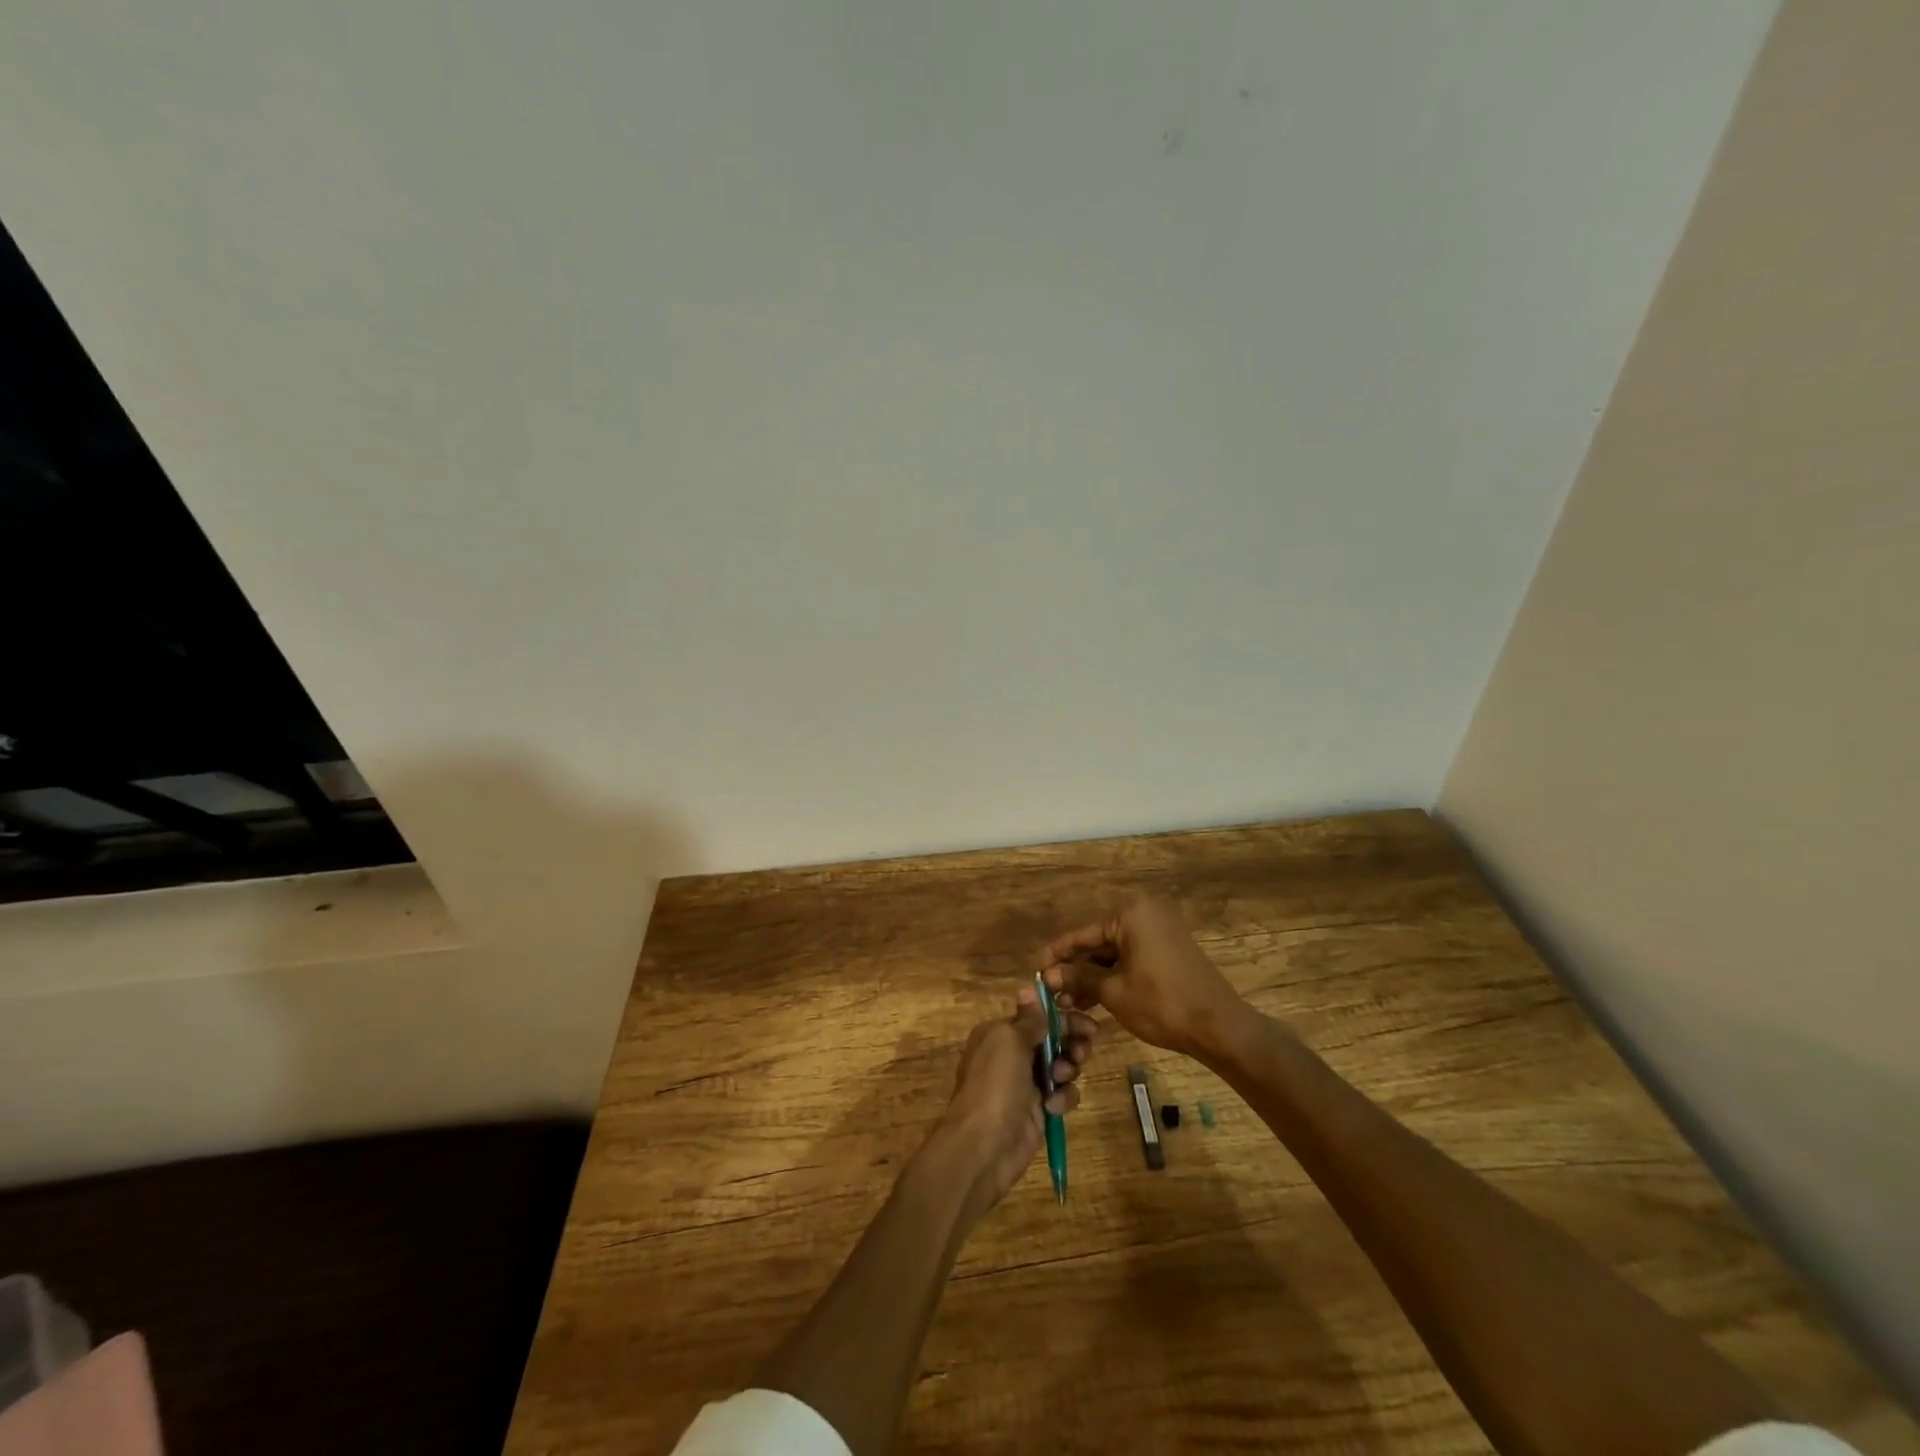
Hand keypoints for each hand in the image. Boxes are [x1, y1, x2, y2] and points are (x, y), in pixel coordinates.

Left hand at [933, 986, 1096, 1221]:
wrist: (984, 1145)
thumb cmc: (995, 1083)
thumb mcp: (1009, 1040)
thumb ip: (1028, 1018)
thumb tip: (1030, 986)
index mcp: (1000, 1033)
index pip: (1037, 1016)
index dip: (1061, 1015)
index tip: (1085, 1019)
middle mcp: (1012, 1055)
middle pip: (1053, 1039)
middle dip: (1071, 1040)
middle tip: (1084, 1046)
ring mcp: (1026, 1084)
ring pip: (1062, 1065)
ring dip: (1068, 1066)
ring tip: (1063, 1074)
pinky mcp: (1040, 1110)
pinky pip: (1062, 1094)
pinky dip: (1063, 1097)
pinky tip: (1054, 1105)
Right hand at [1039, 896, 1248, 1057]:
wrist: (1219, 1027)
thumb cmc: (1161, 1004)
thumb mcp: (1113, 991)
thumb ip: (1079, 977)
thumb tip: (1048, 975)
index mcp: (1129, 913)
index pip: (1082, 934)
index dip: (1056, 954)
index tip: (1034, 968)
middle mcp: (1144, 913)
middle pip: (1098, 941)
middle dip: (1075, 968)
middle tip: (1051, 991)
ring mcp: (1160, 930)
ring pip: (1114, 952)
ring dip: (1093, 975)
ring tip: (1069, 1001)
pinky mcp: (1170, 949)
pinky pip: (1132, 957)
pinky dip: (1114, 975)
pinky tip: (1094, 998)